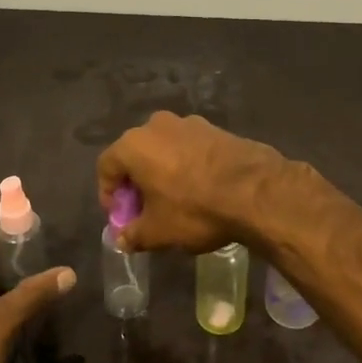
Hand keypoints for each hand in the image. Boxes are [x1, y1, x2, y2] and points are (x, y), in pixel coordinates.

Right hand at [95, 111, 291, 253]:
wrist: (255, 190)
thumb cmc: (194, 209)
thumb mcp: (158, 231)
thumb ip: (133, 234)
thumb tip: (121, 239)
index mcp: (134, 145)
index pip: (106, 166)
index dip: (108, 194)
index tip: (121, 217)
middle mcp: (157, 125)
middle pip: (135, 154)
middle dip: (136, 183)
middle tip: (145, 210)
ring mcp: (188, 123)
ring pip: (164, 149)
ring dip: (162, 172)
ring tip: (174, 200)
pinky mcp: (215, 128)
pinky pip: (189, 147)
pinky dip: (186, 165)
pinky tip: (199, 189)